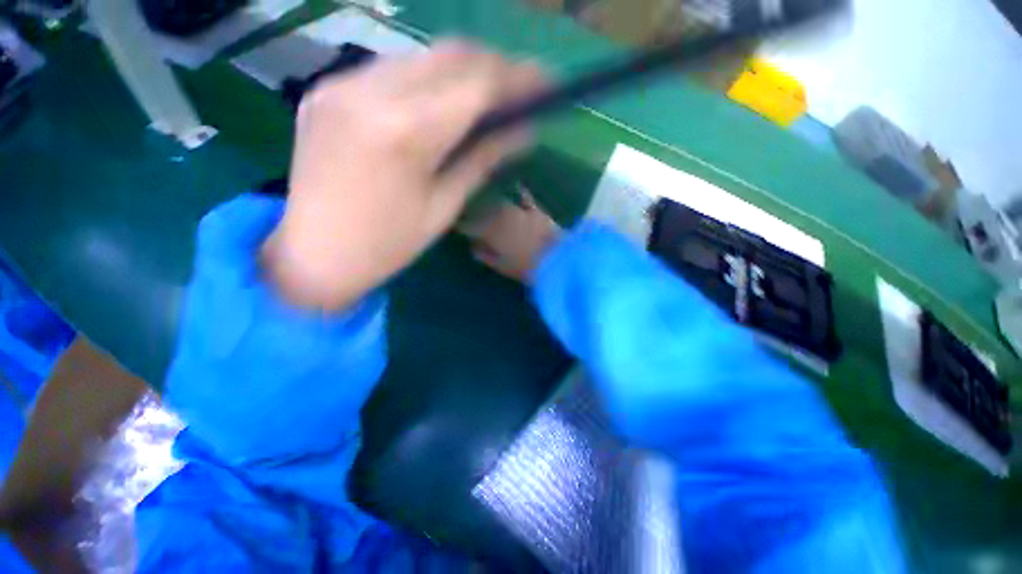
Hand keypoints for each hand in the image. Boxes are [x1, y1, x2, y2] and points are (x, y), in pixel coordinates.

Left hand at [263, 41, 545, 310]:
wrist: (314, 254)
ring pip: (419, 56)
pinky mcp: (326, 89)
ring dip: (460, 70)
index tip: (545, 81)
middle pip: (450, 54)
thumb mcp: (444, 207)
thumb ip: (483, 160)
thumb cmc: (389, 244)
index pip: (476, 84)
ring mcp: (340, 84)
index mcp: (406, 133)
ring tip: (483, 95)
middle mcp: (370, 92)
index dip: (518, 78)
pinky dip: (424, 79)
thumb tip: (525, 132)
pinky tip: (437, 102)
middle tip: (518, 86)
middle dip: (493, 65)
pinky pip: (388, 69)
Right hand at [463, 187, 561, 282]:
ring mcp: (519, 211)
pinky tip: (517, 186)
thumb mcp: (502, 266)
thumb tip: (473, 247)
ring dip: (492, 203)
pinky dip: (520, 193)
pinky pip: (525, 198)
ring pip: (500, 203)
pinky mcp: (536, 211)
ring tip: (486, 203)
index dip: (462, 225)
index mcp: (490, 231)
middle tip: (469, 213)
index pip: (470, 225)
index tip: (456, 225)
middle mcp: (501, 216)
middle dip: (475, 211)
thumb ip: (485, 255)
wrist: (559, 259)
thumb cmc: (526, 267)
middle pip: (483, 210)